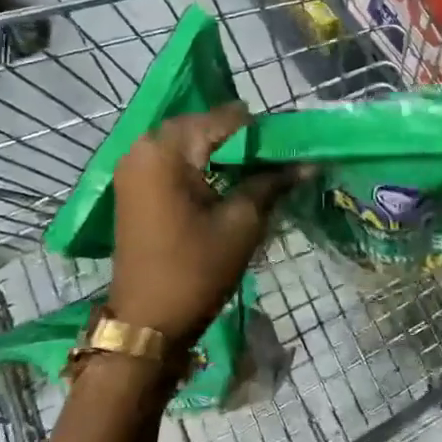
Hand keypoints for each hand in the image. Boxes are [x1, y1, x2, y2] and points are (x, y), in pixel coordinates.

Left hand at [108, 104, 294, 351]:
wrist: (147, 322)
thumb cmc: (196, 270)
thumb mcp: (242, 223)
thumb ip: (271, 183)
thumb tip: (308, 163)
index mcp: (166, 150)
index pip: (224, 118)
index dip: (260, 130)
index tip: (289, 146)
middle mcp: (143, 147)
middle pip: (202, 125)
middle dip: (240, 138)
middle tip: (276, 158)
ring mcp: (134, 167)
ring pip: (187, 142)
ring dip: (221, 150)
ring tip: (257, 170)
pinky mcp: (134, 187)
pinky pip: (173, 160)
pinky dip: (201, 164)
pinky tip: (228, 181)